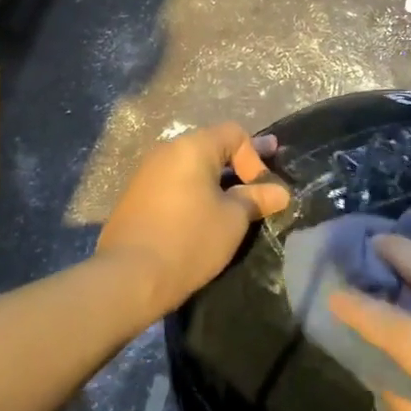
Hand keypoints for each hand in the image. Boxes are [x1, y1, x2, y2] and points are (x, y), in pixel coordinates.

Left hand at [96, 123, 289, 319]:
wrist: (130, 277)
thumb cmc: (189, 240)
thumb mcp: (233, 220)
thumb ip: (257, 199)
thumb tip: (280, 192)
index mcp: (191, 148)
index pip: (234, 133)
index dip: (255, 155)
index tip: (262, 189)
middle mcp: (166, 152)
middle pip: (211, 147)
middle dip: (238, 166)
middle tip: (261, 184)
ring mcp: (146, 174)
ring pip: (191, 168)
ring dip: (216, 181)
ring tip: (234, 203)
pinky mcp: (136, 198)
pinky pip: (174, 185)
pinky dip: (194, 193)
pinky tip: (204, 215)